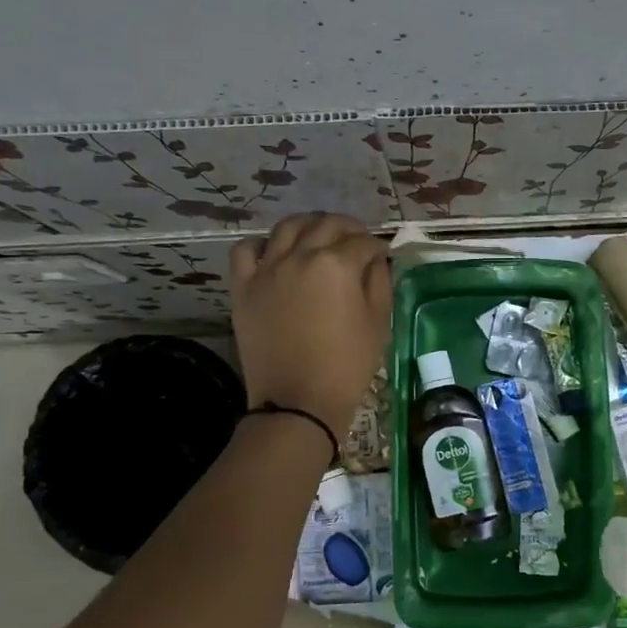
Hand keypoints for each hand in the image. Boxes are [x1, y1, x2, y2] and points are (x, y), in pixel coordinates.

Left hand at [229, 213, 391, 440]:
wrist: (297, 402)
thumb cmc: (346, 366)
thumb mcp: (378, 324)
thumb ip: (380, 283)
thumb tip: (377, 261)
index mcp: (337, 265)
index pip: (363, 242)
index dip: (377, 247)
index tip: (382, 255)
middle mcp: (300, 256)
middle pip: (327, 225)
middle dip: (348, 229)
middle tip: (357, 242)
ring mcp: (267, 269)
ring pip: (287, 228)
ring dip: (309, 226)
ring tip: (318, 238)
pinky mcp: (244, 287)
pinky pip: (246, 250)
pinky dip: (262, 245)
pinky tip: (274, 254)